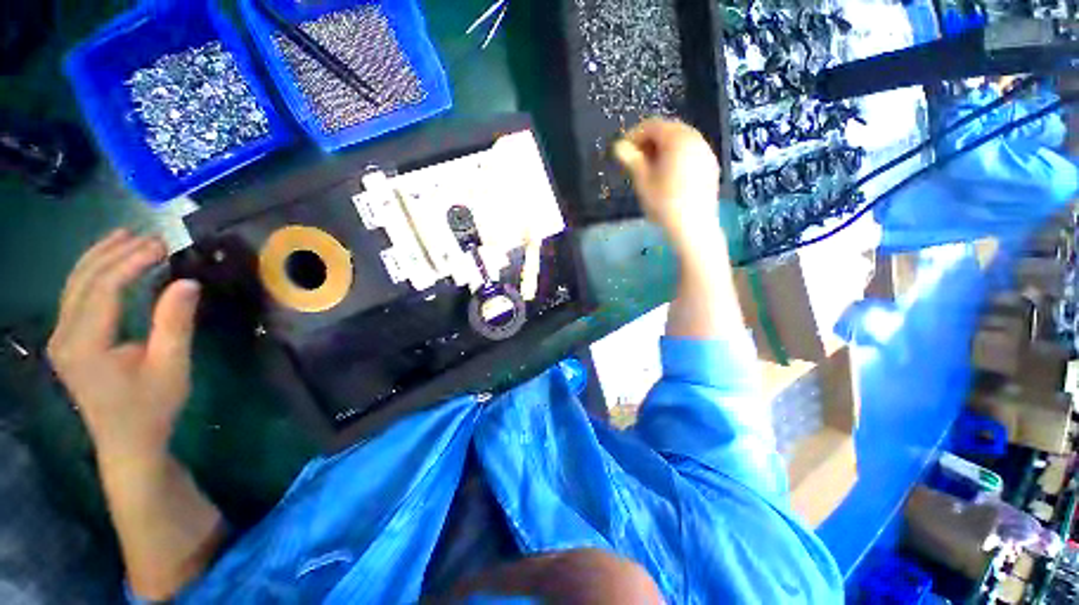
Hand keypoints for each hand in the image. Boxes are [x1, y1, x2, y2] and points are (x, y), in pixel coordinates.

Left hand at [47, 230, 200, 466]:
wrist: (127, 441)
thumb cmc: (152, 406)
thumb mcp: (171, 366)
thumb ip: (175, 322)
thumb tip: (188, 282)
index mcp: (85, 344)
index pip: (105, 288)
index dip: (132, 262)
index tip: (163, 245)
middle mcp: (64, 335)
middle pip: (84, 280)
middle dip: (116, 253)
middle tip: (152, 237)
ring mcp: (61, 337)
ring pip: (75, 284)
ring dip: (100, 256)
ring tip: (127, 236)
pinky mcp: (67, 340)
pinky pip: (75, 295)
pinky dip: (93, 272)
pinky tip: (107, 261)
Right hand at [613, 118, 721, 249]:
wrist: (693, 226)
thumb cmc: (664, 203)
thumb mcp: (643, 181)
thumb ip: (631, 160)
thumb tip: (618, 146)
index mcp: (677, 138)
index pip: (652, 126)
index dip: (634, 135)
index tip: (623, 152)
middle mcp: (695, 138)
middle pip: (668, 130)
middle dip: (649, 141)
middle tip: (635, 160)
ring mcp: (706, 151)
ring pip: (680, 141)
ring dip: (662, 149)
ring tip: (650, 168)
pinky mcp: (711, 165)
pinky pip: (690, 152)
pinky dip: (676, 156)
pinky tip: (668, 175)